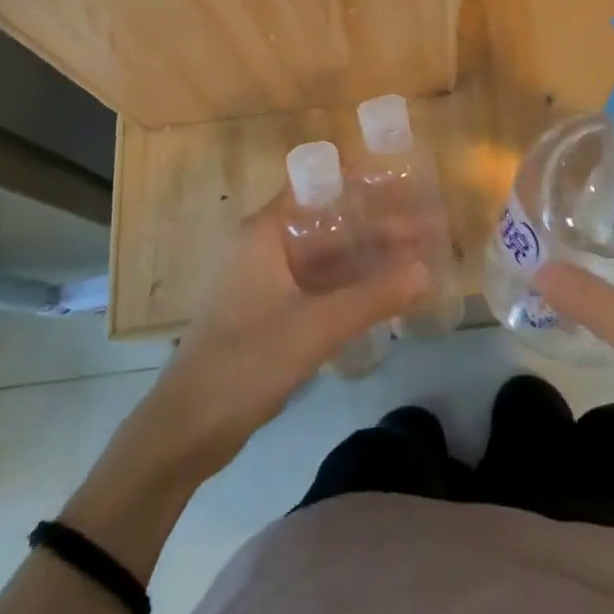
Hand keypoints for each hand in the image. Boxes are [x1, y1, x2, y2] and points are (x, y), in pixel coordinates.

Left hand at [141, 188, 431, 476]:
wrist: (185, 430)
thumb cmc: (245, 362)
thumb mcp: (316, 327)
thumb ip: (374, 298)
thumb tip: (427, 272)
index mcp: (264, 233)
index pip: (317, 187)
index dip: (361, 183)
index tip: (403, 183)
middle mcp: (263, 247)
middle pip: (327, 224)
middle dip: (375, 225)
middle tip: (426, 227)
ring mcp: (265, 281)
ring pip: (325, 257)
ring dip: (366, 258)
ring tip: (416, 258)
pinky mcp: (268, 312)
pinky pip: (317, 286)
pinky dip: (349, 286)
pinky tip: (384, 294)